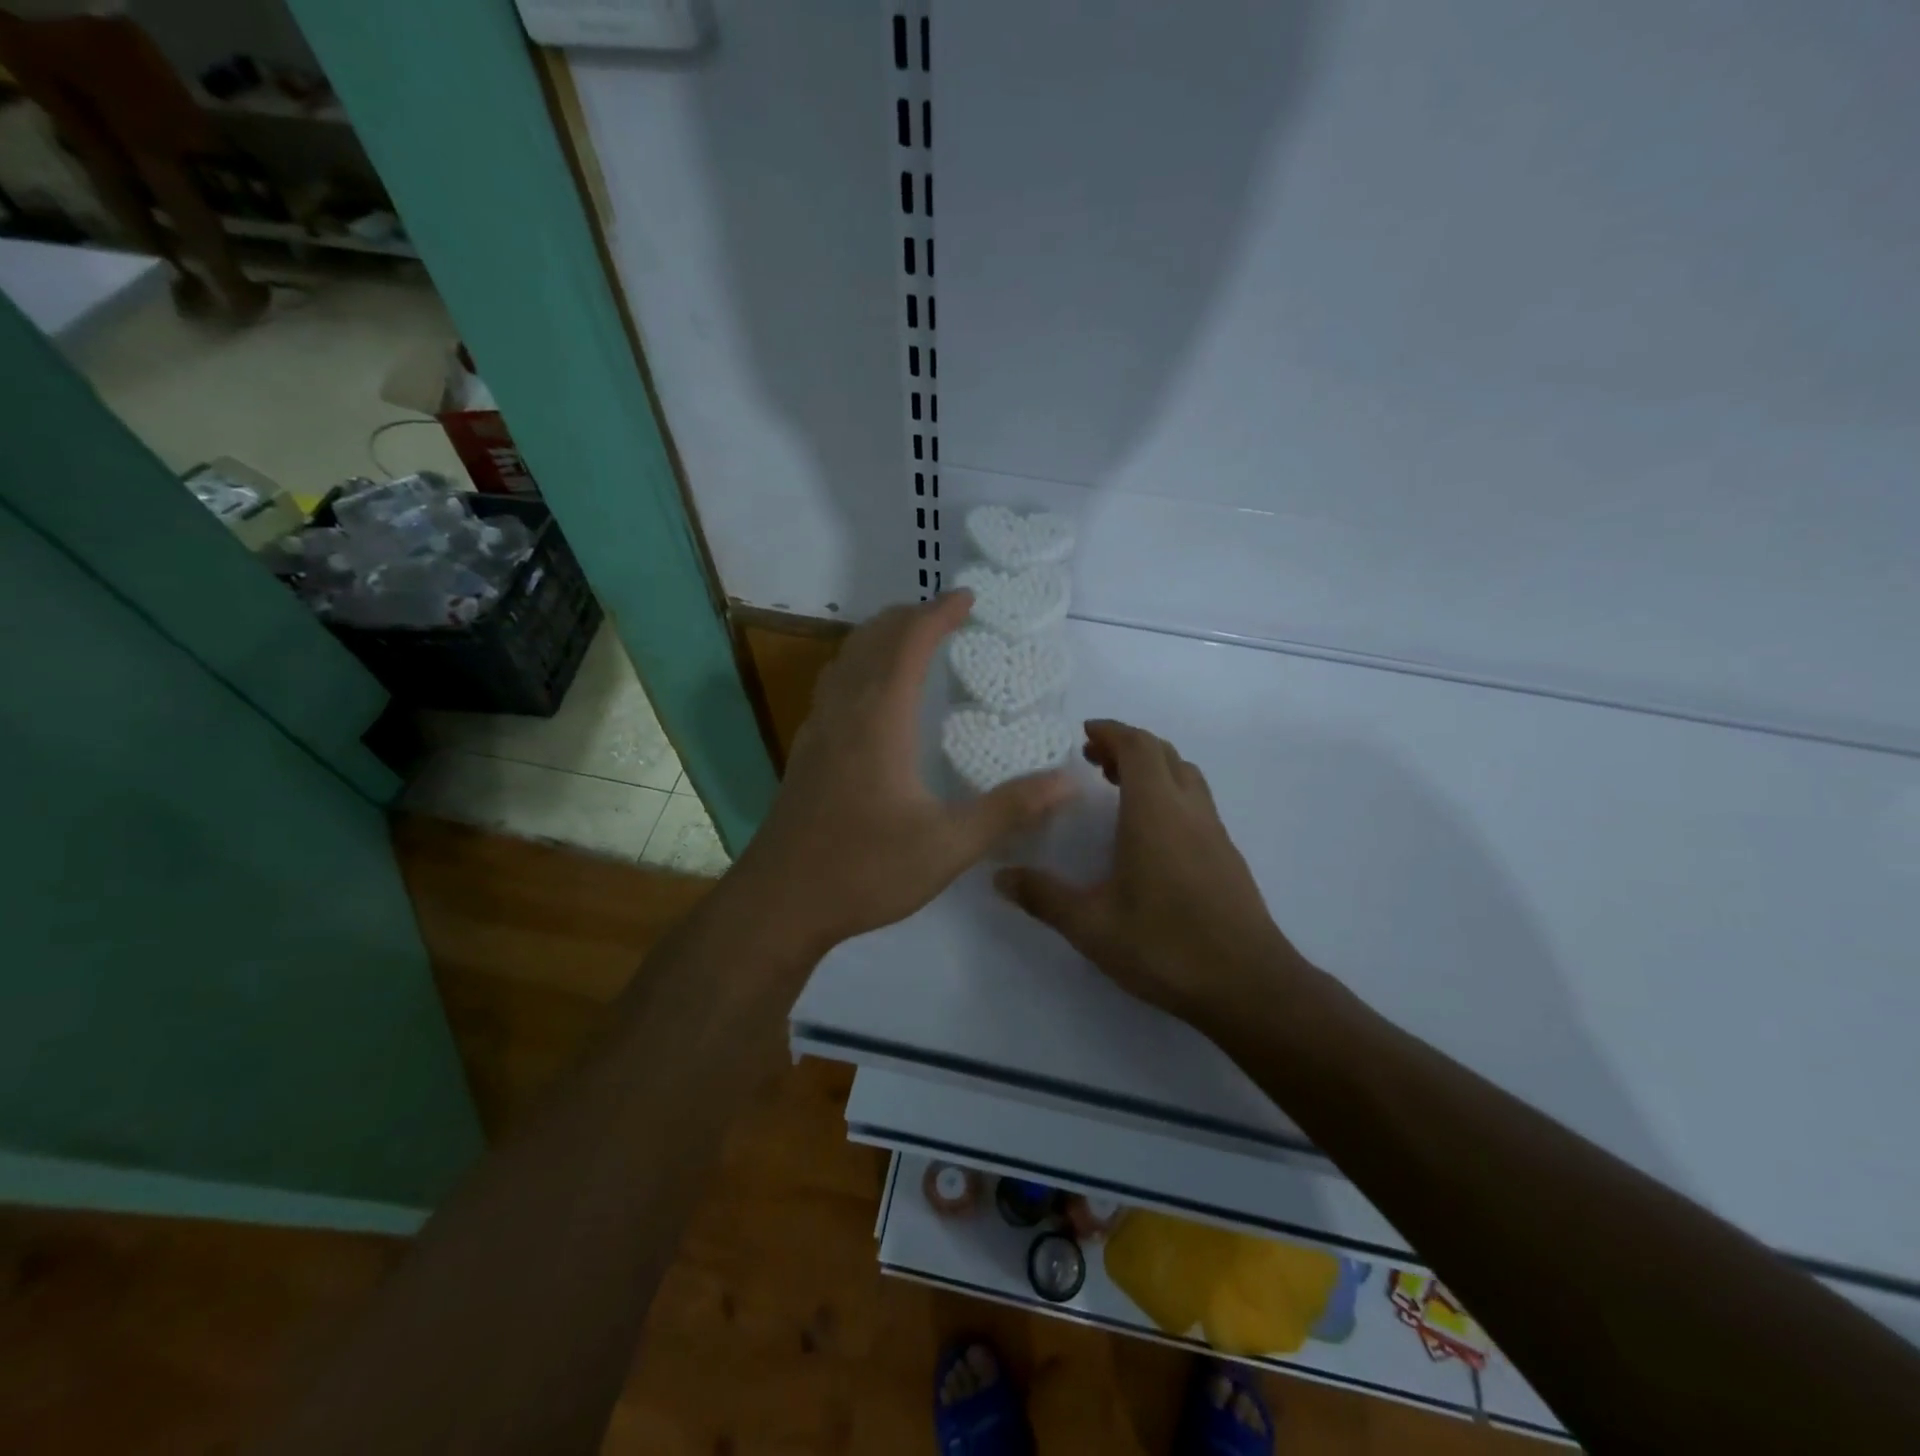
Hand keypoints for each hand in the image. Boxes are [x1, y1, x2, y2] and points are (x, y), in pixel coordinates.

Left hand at [737, 593, 1073, 953]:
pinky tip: (871, 696)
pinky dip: (859, 666)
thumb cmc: (866, 869)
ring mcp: (818, 729)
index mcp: (879, 719)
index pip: (909, 643)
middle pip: (872, 639)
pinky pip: (834, 686)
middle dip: (909, 617)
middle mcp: (844, 711)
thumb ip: (1009, 809)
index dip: (939, 614)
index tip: (968, 598)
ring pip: (847, 659)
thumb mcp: (949, 845)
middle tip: (946, 617)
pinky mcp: (806, 751)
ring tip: (911, 641)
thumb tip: (1068, 782)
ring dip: (880, 638)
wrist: (781, 901)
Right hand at [995, 720, 1310, 1025]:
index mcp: (1155, 812)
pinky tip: (1151, 832)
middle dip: (1127, 746)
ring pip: (1186, 775)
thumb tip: (1000, 877)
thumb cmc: (1165, 946)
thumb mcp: (1091, 926)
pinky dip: (1170, 793)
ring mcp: (1214, 832)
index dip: (1111, 731)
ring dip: (1153, 768)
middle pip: (1163, 753)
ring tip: (1119, 789)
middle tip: (1094, 761)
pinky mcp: (1227, 855)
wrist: (1249, 986)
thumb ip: (1043, 897)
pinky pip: (1196, 802)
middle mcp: (1189, 810)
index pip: (1138, 746)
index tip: (1084, 734)